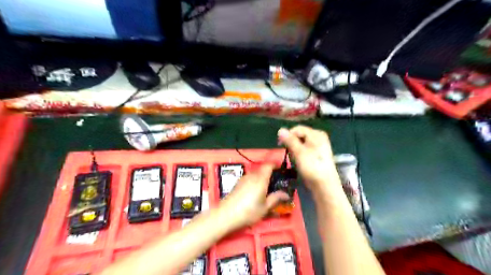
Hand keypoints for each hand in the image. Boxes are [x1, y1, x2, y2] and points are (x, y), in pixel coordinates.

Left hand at [218, 164, 288, 228]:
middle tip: (276, 184)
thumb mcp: (265, 207)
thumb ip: (276, 198)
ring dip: (262, 179)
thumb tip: (286, 194)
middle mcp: (251, 176)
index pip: (268, 165)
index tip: (281, 170)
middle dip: (270, 174)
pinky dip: (255, 182)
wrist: (226, 215)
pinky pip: (249, 179)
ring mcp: (243, 179)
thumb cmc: (248, 211)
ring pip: (255, 175)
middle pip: (262, 170)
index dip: (275, 165)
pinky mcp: (237, 184)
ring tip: (266, 190)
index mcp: (260, 179)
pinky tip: (255, 193)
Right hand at [276, 125, 341, 193]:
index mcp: (316, 134)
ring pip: (300, 143)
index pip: (297, 129)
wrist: (324, 184)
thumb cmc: (312, 166)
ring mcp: (318, 146)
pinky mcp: (316, 154)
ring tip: (295, 159)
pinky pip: (304, 150)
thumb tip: (280, 130)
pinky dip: (299, 154)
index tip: (279, 145)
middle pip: (299, 135)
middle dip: (291, 144)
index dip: (287, 135)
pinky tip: (299, 161)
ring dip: (295, 150)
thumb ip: (290, 140)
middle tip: (289, 153)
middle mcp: (318, 137)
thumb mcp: (299, 152)